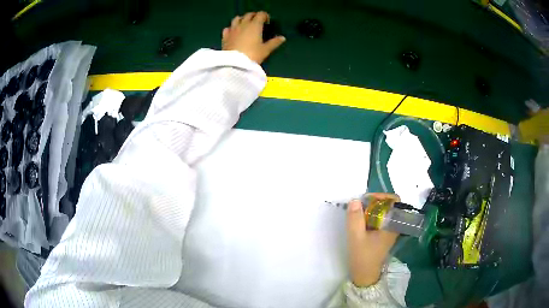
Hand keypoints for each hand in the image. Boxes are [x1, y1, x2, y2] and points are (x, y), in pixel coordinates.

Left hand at [222, 12, 285, 63]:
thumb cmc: (252, 55)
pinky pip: (228, 28)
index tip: (268, 22)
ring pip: (237, 18)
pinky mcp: (225, 36)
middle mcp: (243, 24)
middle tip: (258, 22)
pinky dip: (231, 28)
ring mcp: (233, 29)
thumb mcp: (266, 50)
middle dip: (254, 16)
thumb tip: (282, 38)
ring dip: (242, 19)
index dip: (265, 16)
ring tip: (245, 25)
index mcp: (255, 25)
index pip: (261, 14)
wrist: (234, 64)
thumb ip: (274, 42)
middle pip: (249, 15)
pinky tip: (234, 32)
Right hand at [347, 193, 399, 286]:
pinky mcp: (383, 234)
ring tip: (357, 213)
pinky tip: (359, 221)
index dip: (382, 196)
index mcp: (392, 224)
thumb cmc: (363, 257)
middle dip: (373, 202)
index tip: (366, 199)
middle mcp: (393, 225)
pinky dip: (370, 216)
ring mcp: (388, 230)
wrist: (364, 275)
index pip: (395, 201)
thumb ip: (355, 218)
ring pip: (383, 211)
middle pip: (388, 205)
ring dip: (370, 209)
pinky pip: (378, 219)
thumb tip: (355, 200)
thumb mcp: (356, 237)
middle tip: (359, 206)